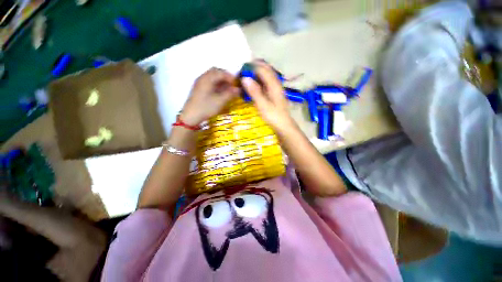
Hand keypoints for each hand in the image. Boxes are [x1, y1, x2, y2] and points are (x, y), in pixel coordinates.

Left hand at [180, 68, 239, 124]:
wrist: (191, 116)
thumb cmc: (206, 108)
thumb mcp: (220, 101)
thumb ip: (230, 94)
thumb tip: (239, 89)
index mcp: (207, 79)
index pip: (221, 72)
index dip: (230, 77)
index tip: (236, 84)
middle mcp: (202, 78)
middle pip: (216, 71)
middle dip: (226, 77)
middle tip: (232, 85)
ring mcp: (199, 83)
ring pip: (212, 76)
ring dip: (221, 81)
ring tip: (227, 89)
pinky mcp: (199, 88)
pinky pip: (209, 82)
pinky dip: (216, 84)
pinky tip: (220, 92)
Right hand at [241, 61, 294, 131]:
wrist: (284, 126)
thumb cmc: (274, 116)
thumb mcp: (263, 105)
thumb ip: (254, 92)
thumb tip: (245, 78)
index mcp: (274, 85)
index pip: (263, 69)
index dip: (252, 67)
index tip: (241, 68)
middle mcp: (276, 84)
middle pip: (266, 69)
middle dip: (255, 67)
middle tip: (243, 70)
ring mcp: (276, 88)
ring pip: (266, 75)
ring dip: (257, 73)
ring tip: (246, 76)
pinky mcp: (274, 93)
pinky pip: (266, 83)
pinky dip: (259, 81)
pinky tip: (253, 85)